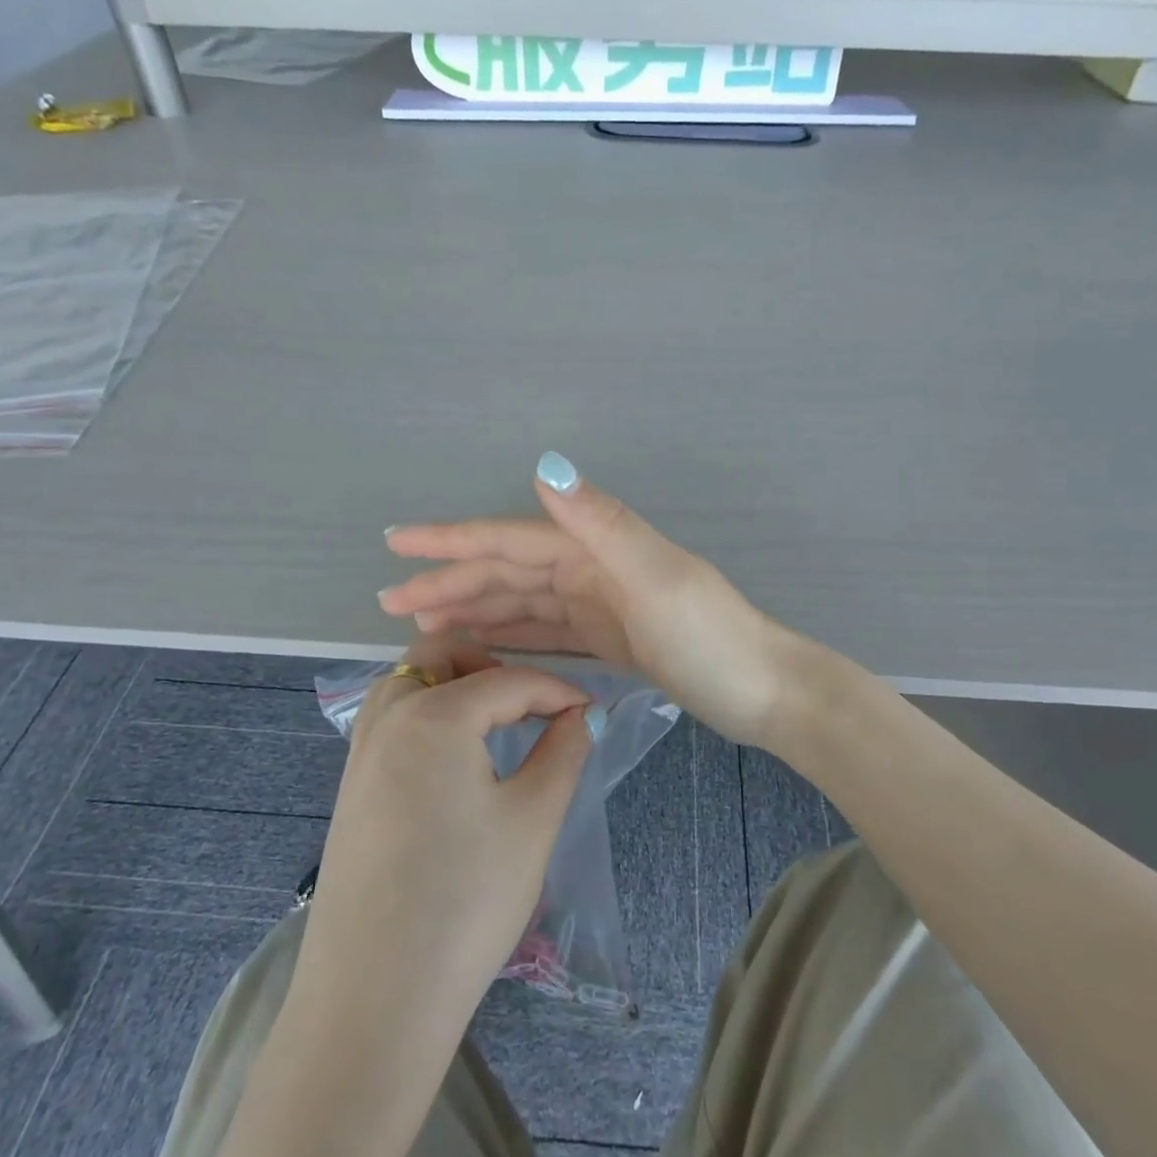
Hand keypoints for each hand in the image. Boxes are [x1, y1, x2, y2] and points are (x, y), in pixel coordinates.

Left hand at [291, 635, 601, 1034]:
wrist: (375, 998)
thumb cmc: (467, 900)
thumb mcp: (533, 819)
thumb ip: (563, 752)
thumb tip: (579, 716)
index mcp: (434, 715)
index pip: (508, 680)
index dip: (557, 690)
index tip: (591, 712)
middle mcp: (388, 718)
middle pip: (440, 656)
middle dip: (492, 666)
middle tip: (531, 706)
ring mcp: (360, 754)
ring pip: (407, 683)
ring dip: (452, 685)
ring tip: (493, 726)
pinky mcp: (350, 790)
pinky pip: (390, 721)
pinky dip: (425, 715)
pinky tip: (453, 762)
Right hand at [379, 452, 804, 745]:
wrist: (765, 692)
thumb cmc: (711, 637)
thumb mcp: (656, 577)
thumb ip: (601, 523)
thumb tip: (544, 465)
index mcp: (596, 548)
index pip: (511, 538)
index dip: (453, 540)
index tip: (399, 544)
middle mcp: (592, 568)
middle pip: (508, 570)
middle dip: (450, 581)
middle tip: (392, 601)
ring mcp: (601, 604)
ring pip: (521, 601)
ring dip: (473, 607)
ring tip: (423, 623)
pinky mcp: (610, 638)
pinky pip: (545, 630)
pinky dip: (510, 632)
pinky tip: (481, 640)